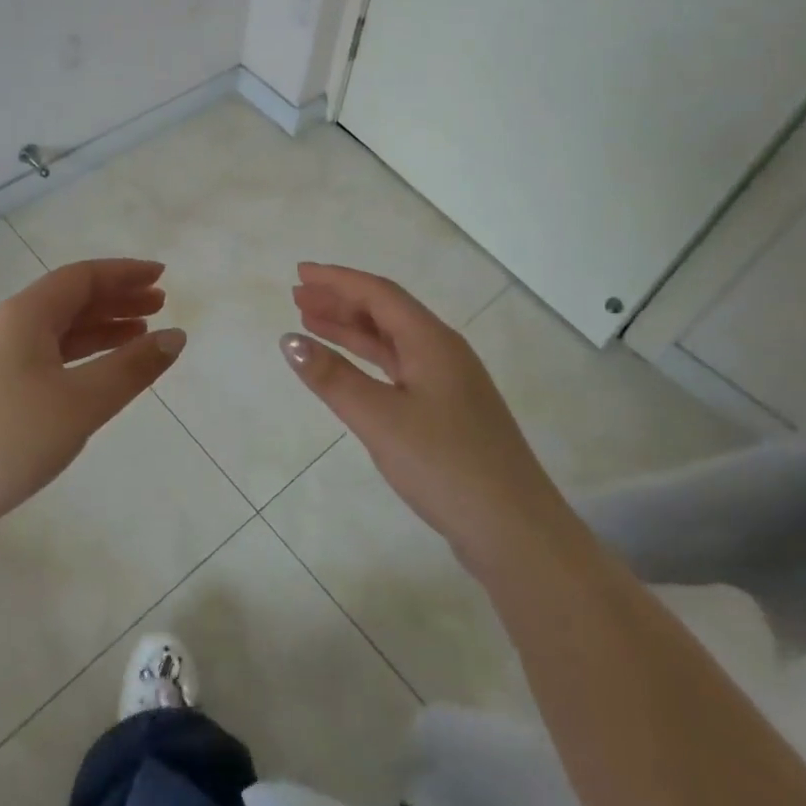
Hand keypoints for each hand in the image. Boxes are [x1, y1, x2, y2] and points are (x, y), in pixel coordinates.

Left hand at [0, 259, 185, 543]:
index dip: (124, 273)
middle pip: (71, 300)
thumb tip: (177, 336)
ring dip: (102, 328)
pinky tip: (101, 375)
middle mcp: (11, 328)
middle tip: (159, 304)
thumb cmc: (7, 438)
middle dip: (117, 298)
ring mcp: (0, 362)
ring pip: (61, 332)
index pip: (83, 277)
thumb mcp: (80, 402)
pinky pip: (51, 359)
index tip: (162, 276)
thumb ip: (131, 369)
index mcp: (26, 314)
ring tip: (141, 335)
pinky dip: (83, 358)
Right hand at [280, 263, 560, 566]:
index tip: (301, 273)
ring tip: (312, 324)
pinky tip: (350, 370)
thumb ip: (333, 377)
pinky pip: (400, 368)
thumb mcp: (380, 419)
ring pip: (393, 342)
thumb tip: (289, 340)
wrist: (515, 531)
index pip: (379, 294)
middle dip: (341, 301)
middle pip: (387, 312)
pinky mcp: (449, 412)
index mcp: (432, 342)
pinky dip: (368, 361)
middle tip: (298, 297)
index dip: (337, 280)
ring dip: (352, 330)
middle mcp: (443, 352)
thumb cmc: (445, 465)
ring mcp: (449, 383)